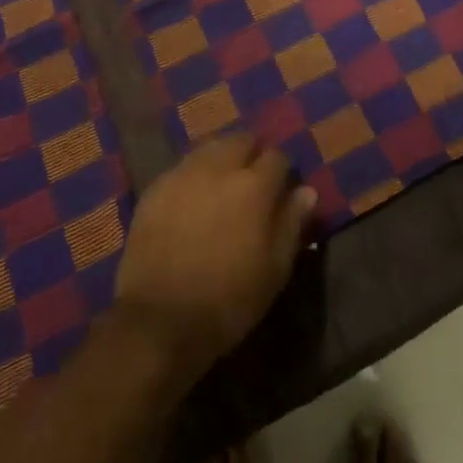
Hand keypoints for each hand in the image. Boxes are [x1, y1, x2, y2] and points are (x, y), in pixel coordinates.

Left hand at [114, 134, 316, 379]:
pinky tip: (190, 200)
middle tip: (250, 184)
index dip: (282, 173)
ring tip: (220, 187)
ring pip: (210, 148)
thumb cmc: (227, 301)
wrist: (158, 322)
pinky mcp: (156, 187)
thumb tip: (306, 191)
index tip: (280, 192)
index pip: (277, 157)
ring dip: (221, 159)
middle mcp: (219, 167)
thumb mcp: (274, 271)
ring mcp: (184, 173)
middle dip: (251, 155)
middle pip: (241, 140)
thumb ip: (291, 224)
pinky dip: (192, 176)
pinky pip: (182, 168)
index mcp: (254, 185)